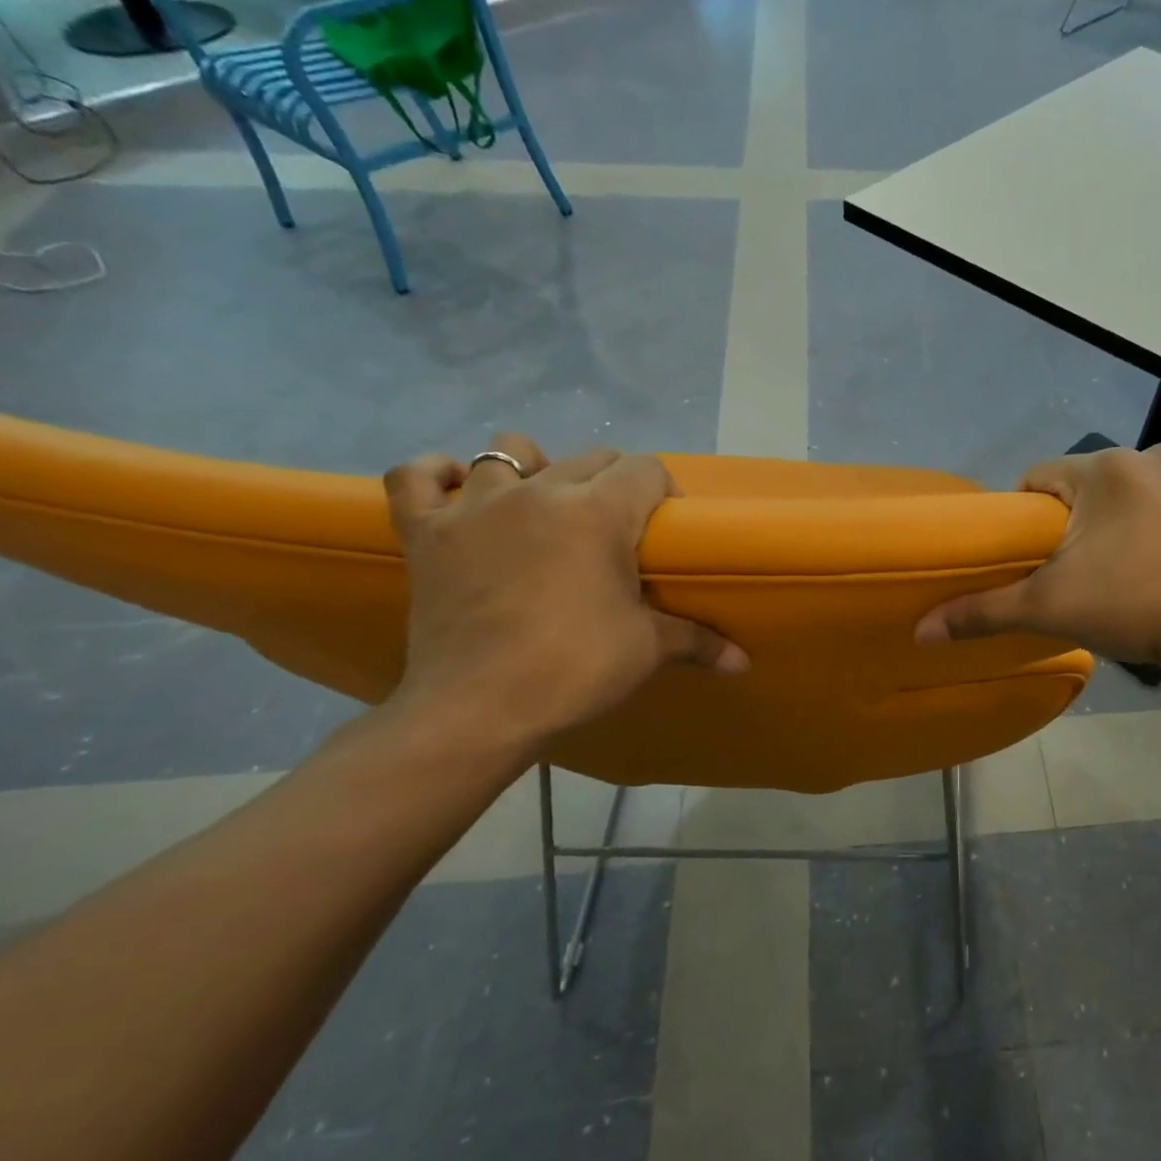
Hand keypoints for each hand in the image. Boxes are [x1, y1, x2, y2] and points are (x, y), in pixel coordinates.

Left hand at [383, 434, 747, 753]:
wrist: (478, 709)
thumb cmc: (574, 669)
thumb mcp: (648, 650)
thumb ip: (700, 642)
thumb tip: (744, 663)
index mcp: (598, 512)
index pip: (645, 469)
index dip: (663, 492)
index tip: (665, 527)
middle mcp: (539, 492)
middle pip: (590, 457)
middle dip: (613, 482)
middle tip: (618, 529)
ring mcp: (475, 507)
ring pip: (505, 451)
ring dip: (531, 469)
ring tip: (541, 506)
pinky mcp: (425, 532)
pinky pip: (415, 477)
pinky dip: (435, 477)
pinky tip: (455, 494)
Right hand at [916, 445, 1160, 672]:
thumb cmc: (1129, 608)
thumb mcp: (1047, 609)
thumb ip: (982, 612)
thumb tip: (920, 632)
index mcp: (1102, 469)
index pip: (1040, 478)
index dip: (1028, 517)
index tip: (1036, 557)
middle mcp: (1149, 454)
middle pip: (1087, 485)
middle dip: (1077, 520)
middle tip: (1081, 571)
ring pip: (1131, 490)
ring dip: (1121, 517)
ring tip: (1126, 567)